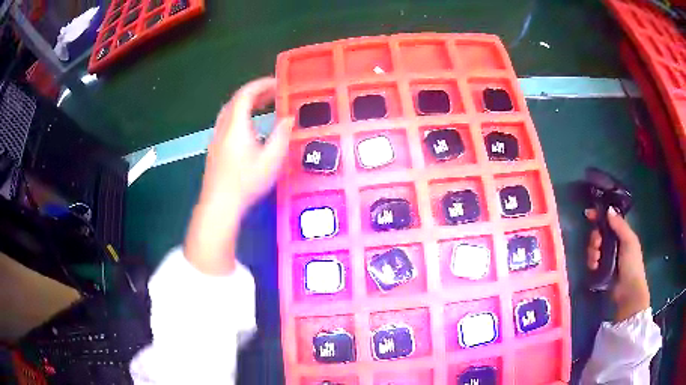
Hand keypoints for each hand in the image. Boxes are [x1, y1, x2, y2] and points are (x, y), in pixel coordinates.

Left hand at [184, 77, 293, 274]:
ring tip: (263, 106)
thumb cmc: (247, 182)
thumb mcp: (272, 159)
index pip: (246, 94)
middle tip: (274, 93)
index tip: (277, 83)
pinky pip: (227, 123)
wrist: (220, 204)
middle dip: (255, 93)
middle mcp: (223, 127)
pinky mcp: (214, 150)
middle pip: (236, 101)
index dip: (262, 85)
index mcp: (236, 125)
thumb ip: (282, 135)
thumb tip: (288, 118)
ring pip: (229, 112)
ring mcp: (216, 138)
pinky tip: (250, 128)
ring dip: (246, 104)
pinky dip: (240, 116)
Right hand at [585, 207, 649, 321]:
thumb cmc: (632, 263)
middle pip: (599, 234)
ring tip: (596, 260)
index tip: (589, 214)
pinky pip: (592, 262)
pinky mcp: (601, 270)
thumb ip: (619, 225)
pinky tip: (595, 266)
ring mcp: (607, 257)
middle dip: (595, 237)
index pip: (609, 220)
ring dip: (592, 251)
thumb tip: (608, 209)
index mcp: (622, 234)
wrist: (628, 291)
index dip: (599, 216)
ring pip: (594, 248)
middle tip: (597, 244)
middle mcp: (614, 243)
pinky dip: (592, 262)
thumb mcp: (629, 241)